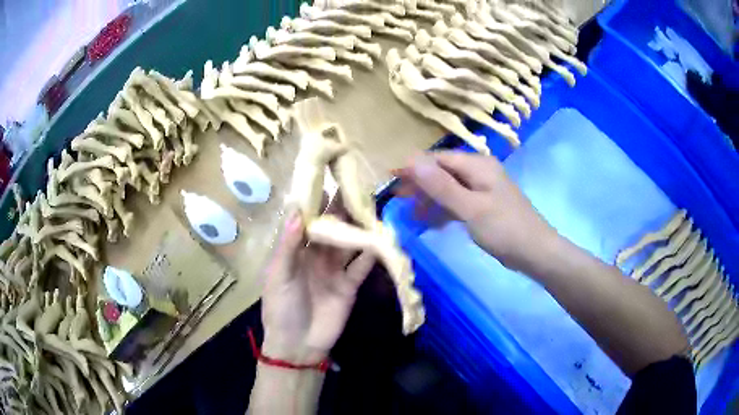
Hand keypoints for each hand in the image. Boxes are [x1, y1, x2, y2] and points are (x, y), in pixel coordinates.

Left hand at [260, 204, 375, 363]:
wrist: (298, 345)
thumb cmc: (281, 308)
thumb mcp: (279, 276)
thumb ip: (288, 245)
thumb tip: (295, 209)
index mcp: (295, 250)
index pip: (307, 220)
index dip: (317, 202)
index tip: (329, 178)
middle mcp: (317, 255)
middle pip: (332, 228)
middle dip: (343, 210)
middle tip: (358, 188)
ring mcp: (335, 269)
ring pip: (349, 243)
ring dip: (360, 228)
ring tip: (374, 208)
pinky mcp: (350, 284)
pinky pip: (362, 265)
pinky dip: (371, 253)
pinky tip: (381, 239)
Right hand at [395, 151, 556, 271]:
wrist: (535, 252)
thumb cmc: (505, 229)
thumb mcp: (471, 208)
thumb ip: (441, 186)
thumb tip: (412, 161)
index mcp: (478, 166)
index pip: (438, 159)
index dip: (414, 168)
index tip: (392, 180)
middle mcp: (479, 172)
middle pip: (442, 173)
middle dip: (420, 185)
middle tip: (399, 201)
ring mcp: (482, 190)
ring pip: (449, 189)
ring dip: (430, 200)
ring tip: (412, 216)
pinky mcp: (483, 207)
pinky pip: (458, 203)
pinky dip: (443, 211)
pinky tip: (431, 224)